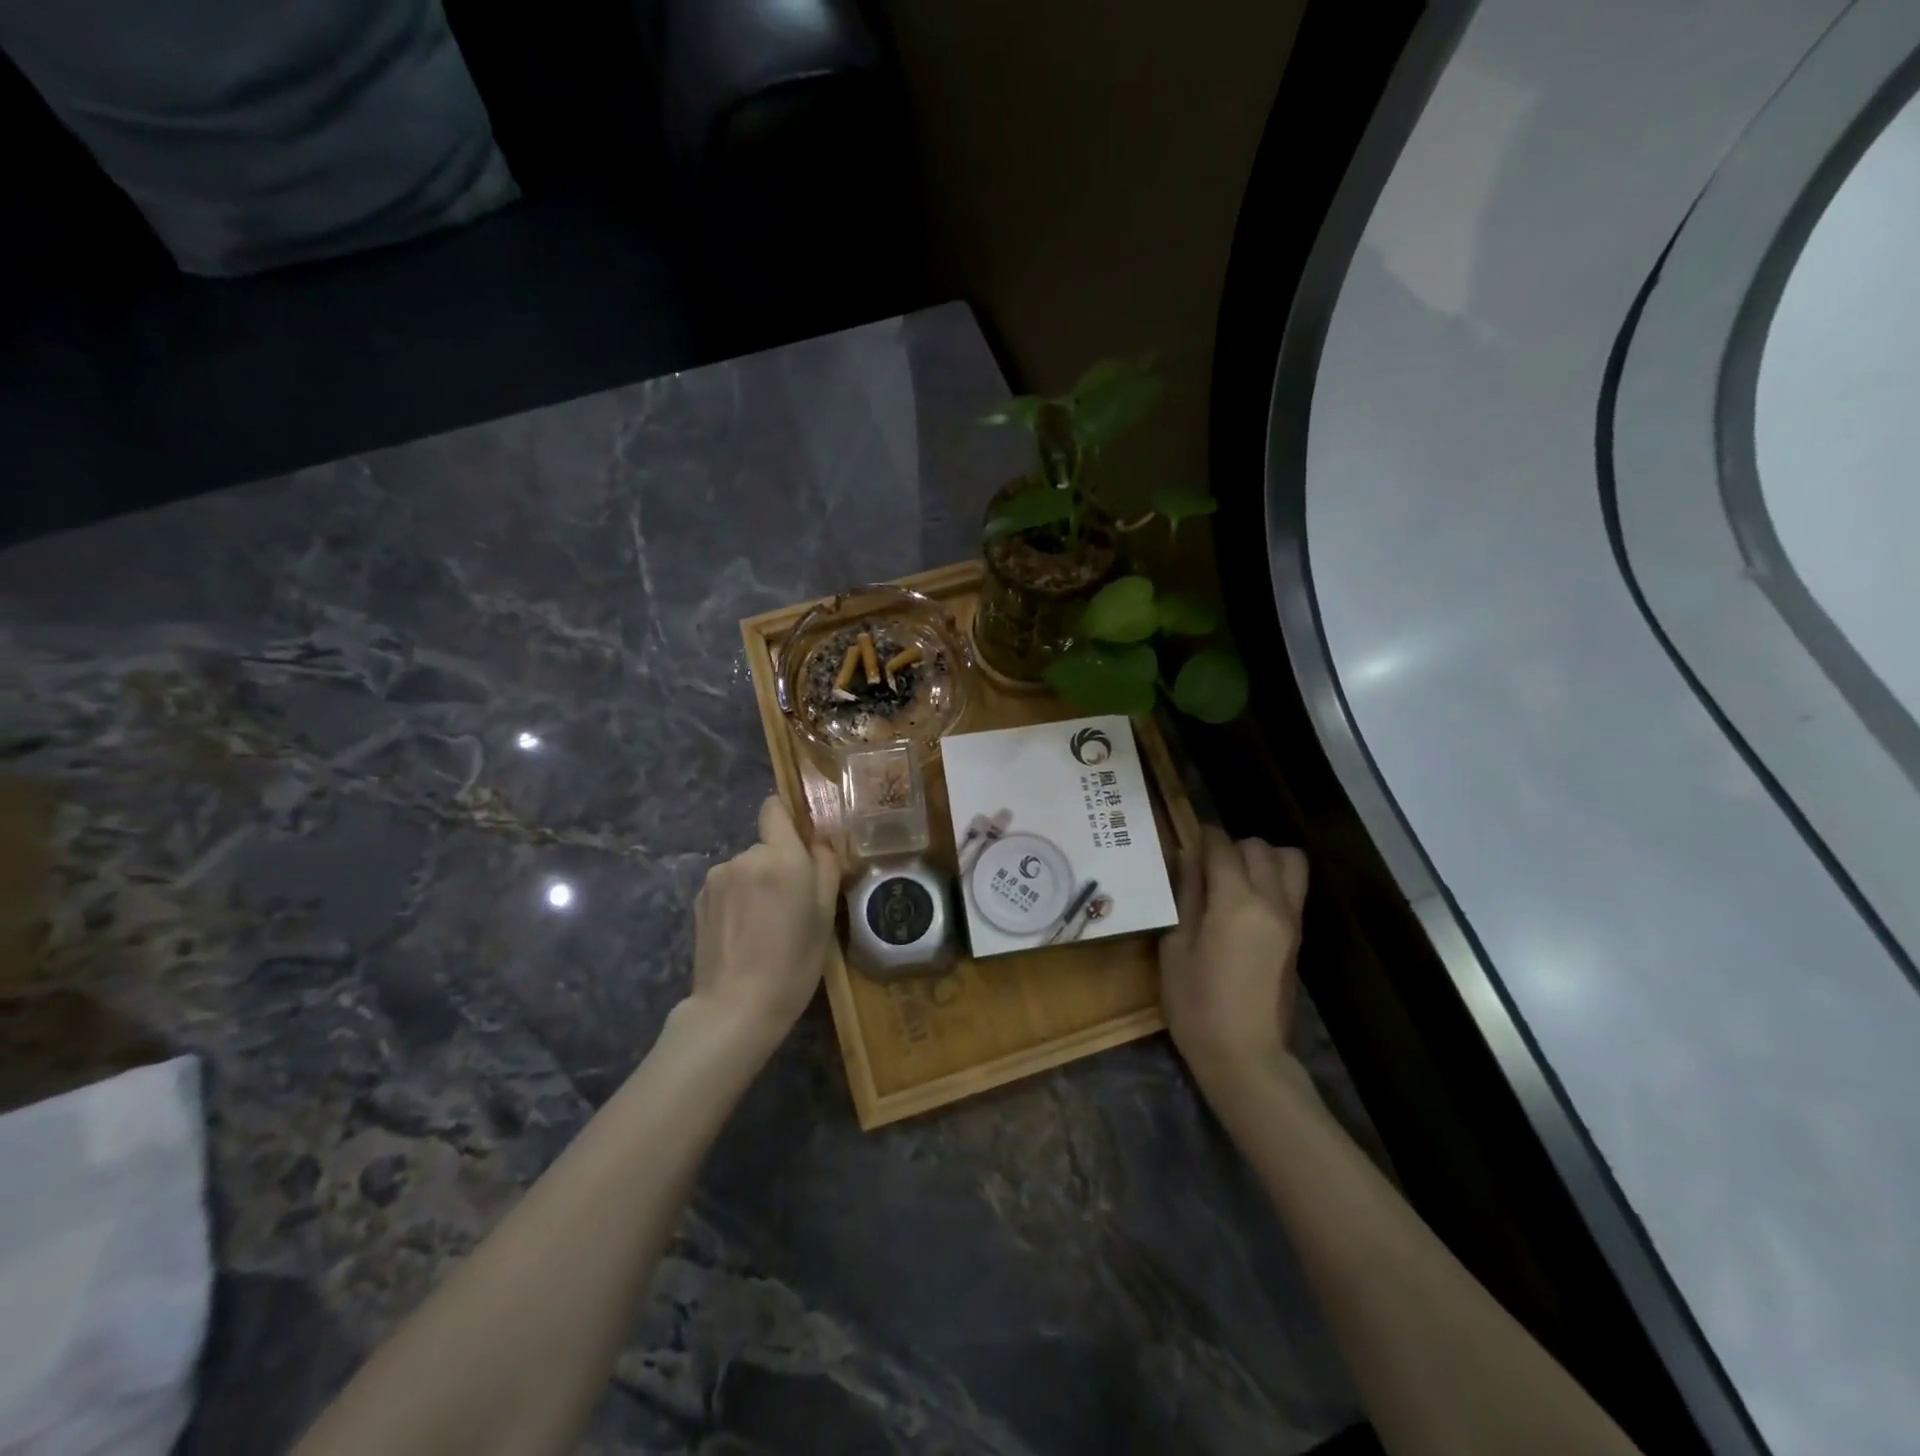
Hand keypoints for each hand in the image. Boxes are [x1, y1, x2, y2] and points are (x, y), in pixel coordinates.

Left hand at [688, 797, 840, 1050]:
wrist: (735, 1008)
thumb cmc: (793, 962)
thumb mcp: (825, 916)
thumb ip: (826, 867)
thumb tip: (820, 842)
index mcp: (781, 857)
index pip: (775, 807)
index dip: (788, 817)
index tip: (802, 843)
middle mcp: (745, 857)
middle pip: (766, 844)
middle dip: (779, 863)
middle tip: (792, 903)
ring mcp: (717, 878)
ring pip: (746, 867)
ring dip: (756, 883)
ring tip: (765, 924)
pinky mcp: (699, 899)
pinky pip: (728, 886)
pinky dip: (738, 899)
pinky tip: (743, 933)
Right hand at [1159, 826, 1308, 1081]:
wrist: (1245, 1056)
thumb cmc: (1197, 1004)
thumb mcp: (1176, 947)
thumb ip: (1185, 896)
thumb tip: (1187, 857)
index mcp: (1236, 902)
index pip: (1223, 847)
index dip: (1203, 837)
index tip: (1186, 839)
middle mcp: (1271, 901)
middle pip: (1259, 847)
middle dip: (1231, 846)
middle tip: (1205, 866)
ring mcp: (1291, 919)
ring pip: (1289, 861)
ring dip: (1261, 858)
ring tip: (1233, 878)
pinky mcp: (1298, 936)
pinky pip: (1293, 887)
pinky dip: (1273, 879)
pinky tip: (1244, 902)